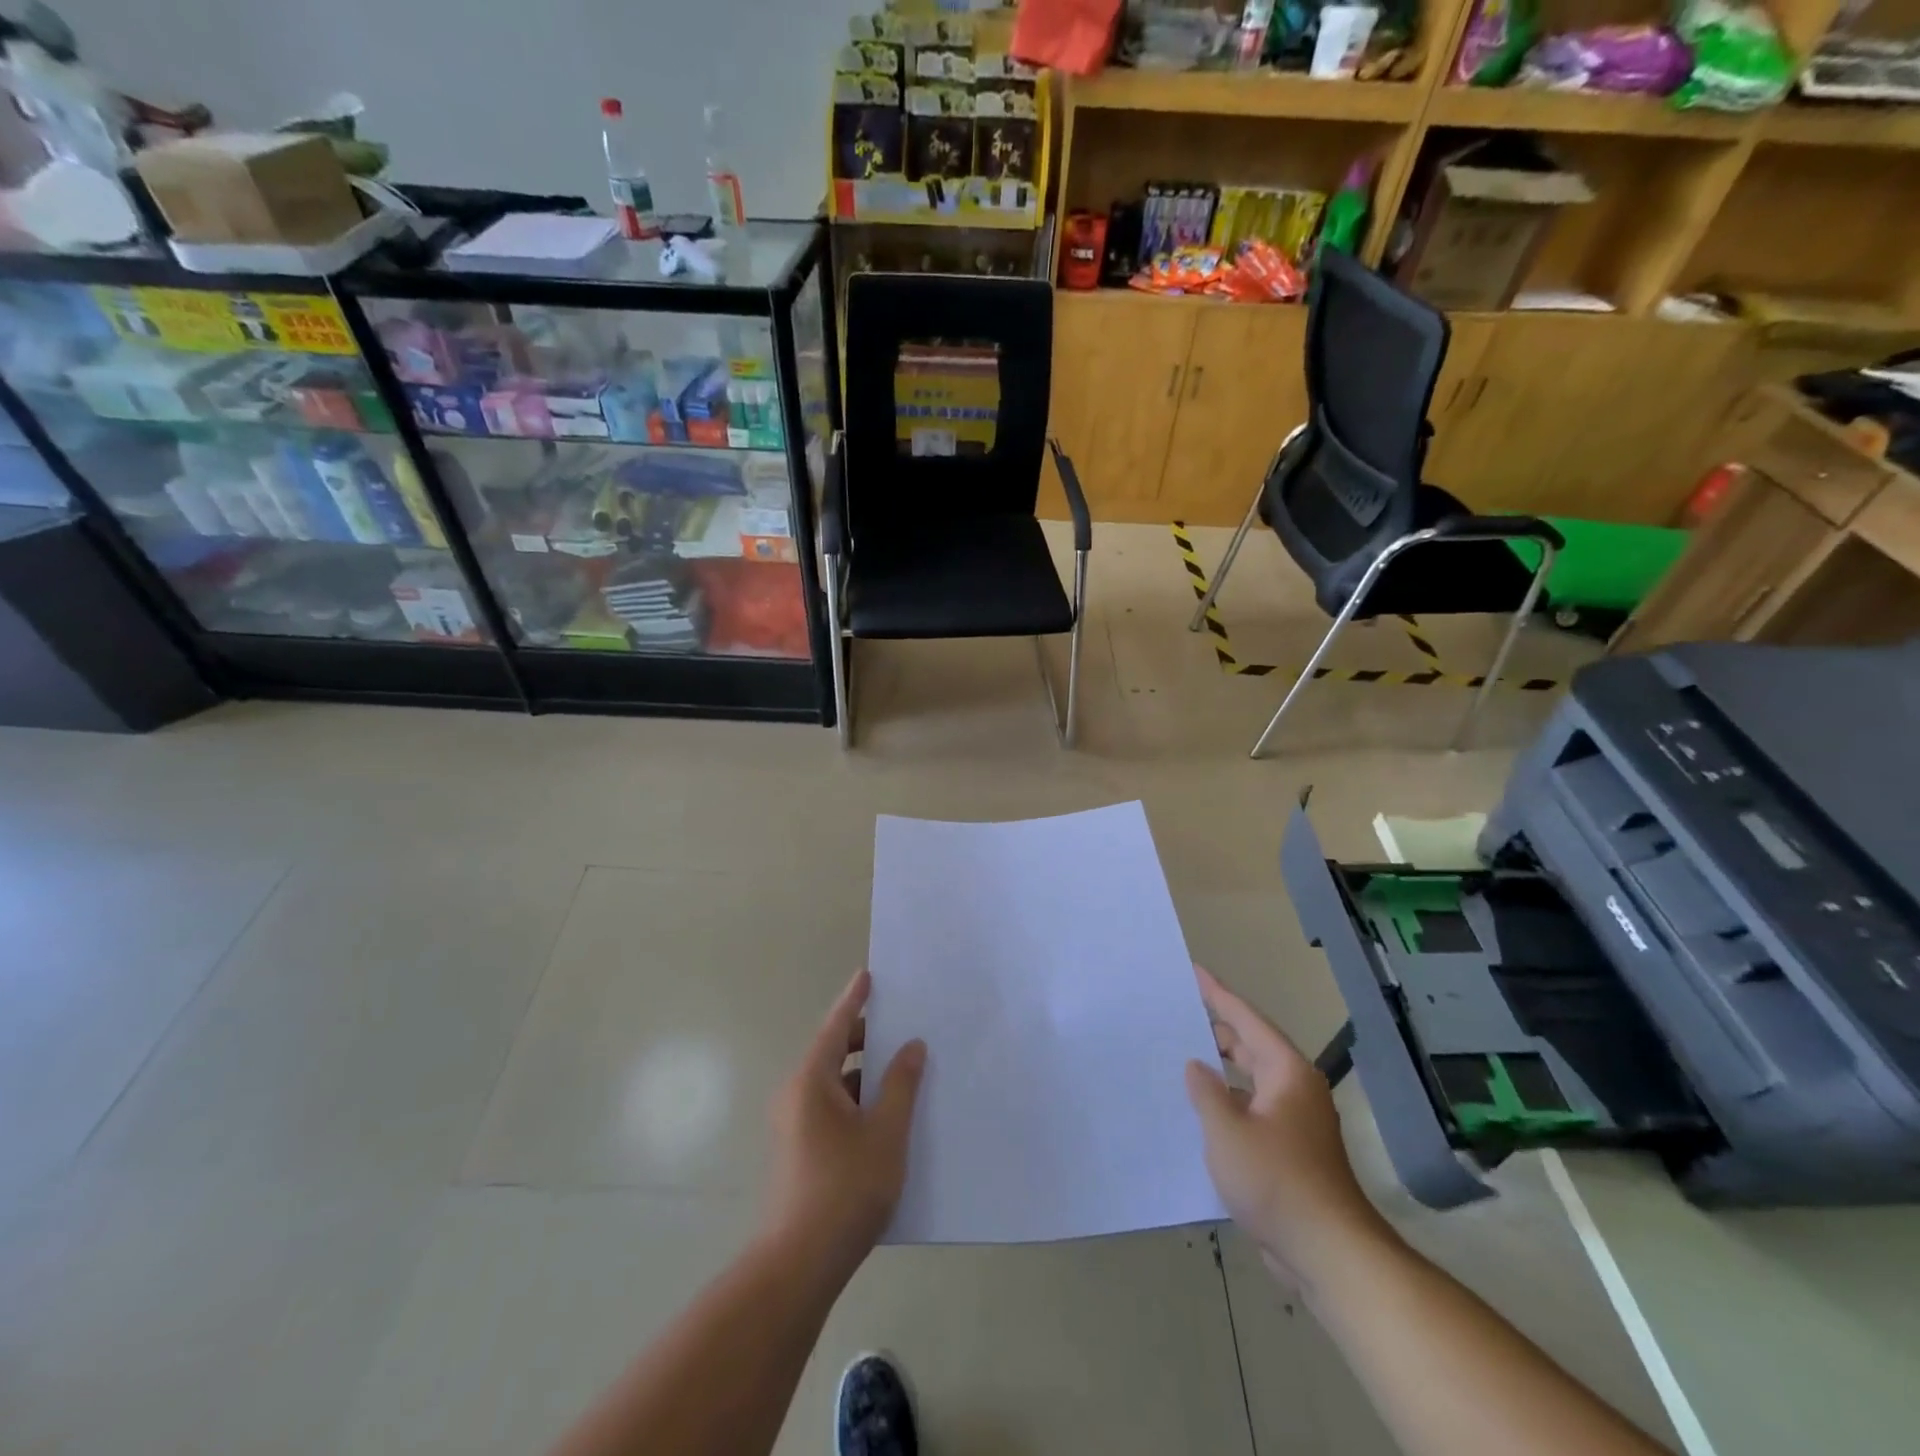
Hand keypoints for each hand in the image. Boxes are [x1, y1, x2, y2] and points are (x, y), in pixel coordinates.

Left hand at [764, 970, 925, 1281]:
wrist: (799, 1264)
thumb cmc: (845, 1188)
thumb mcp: (886, 1132)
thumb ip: (901, 1084)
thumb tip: (912, 1046)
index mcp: (812, 1081)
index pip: (836, 1026)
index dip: (854, 1000)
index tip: (868, 975)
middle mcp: (796, 1095)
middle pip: (834, 1053)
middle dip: (866, 1037)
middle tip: (901, 1024)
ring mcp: (794, 1125)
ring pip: (835, 1084)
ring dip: (865, 1073)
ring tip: (903, 1069)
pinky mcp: (800, 1151)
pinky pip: (832, 1108)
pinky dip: (857, 1100)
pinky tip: (886, 1115)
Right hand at [1185, 965, 1390, 1287]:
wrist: (1329, 1253)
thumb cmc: (1277, 1181)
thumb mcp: (1227, 1131)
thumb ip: (1206, 1091)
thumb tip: (1197, 1066)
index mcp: (1287, 1072)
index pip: (1247, 1020)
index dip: (1218, 995)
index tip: (1195, 972)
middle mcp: (1295, 1089)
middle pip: (1251, 1047)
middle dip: (1217, 1031)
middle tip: (1178, 1015)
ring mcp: (1296, 1122)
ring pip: (1252, 1082)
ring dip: (1221, 1071)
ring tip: (1182, 1059)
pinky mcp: (1292, 1151)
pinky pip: (1253, 1110)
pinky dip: (1229, 1103)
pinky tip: (1201, 1113)